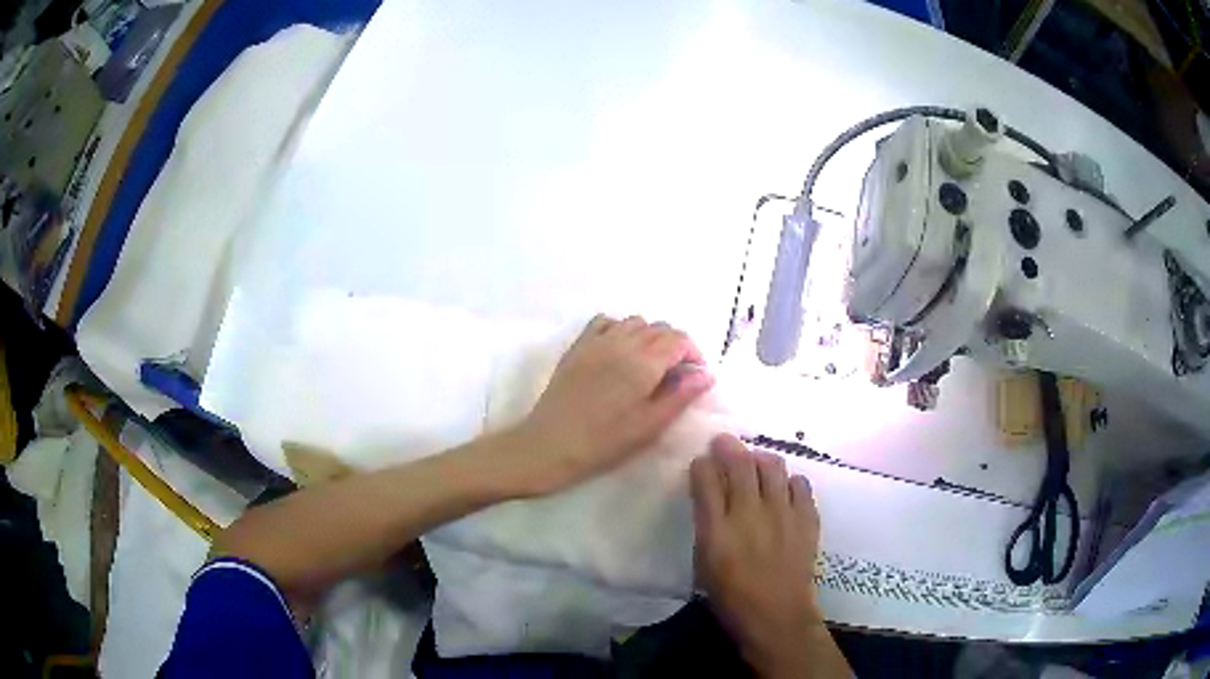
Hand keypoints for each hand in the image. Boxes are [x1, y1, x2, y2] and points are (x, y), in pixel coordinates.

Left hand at [511, 314, 713, 495]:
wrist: (550, 444)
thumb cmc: (605, 442)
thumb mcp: (650, 425)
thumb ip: (681, 395)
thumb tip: (706, 374)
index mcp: (644, 362)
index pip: (679, 339)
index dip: (693, 354)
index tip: (694, 376)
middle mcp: (622, 342)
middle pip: (659, 327)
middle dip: (674, 345)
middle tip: (674, 375)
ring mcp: (596, 341)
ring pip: (634, 321)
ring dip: (648, 336)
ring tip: (648, 364)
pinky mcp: (578, 346)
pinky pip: (605, 321)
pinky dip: (620, 328)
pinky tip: (620, 351)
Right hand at [691, 435, 846, 678]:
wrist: (777, 616)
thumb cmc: (732, 597)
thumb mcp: (704, 563)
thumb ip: (707, 524)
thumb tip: (711, 495)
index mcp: (717, 530)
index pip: (706, 479)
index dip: (702, 464)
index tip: (702, 461)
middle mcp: (750, 514)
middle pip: (740, 463)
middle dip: (728, 447)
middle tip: (724, 443)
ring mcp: (783, 514)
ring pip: (773, 465)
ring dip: (760, 458)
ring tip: (756, 463)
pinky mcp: (807, 518)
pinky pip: (801, 483)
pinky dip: (790, 480)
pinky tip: (784, 490)